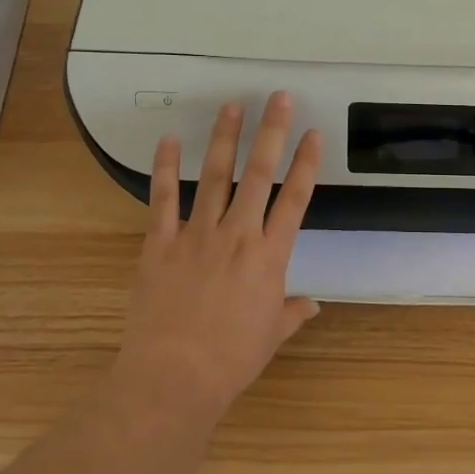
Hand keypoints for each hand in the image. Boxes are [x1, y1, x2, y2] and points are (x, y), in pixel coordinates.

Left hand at [114, 91, 321, 423]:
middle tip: (278, 97)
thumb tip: (312, 304)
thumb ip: (291, 312)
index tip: (313, 134)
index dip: (306, 164)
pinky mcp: (161, 243)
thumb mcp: (270, 336)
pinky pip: (163, 199)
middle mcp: (238, 235)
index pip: (295, 199)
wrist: (174, 376)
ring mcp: (198, 235)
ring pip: (216, 176)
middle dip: (271, 132)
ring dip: (225, 138)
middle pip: (259, 174)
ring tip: (232, 106)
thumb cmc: (231, 359)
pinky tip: (170, 139)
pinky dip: (166, 168)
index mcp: (270, 256)